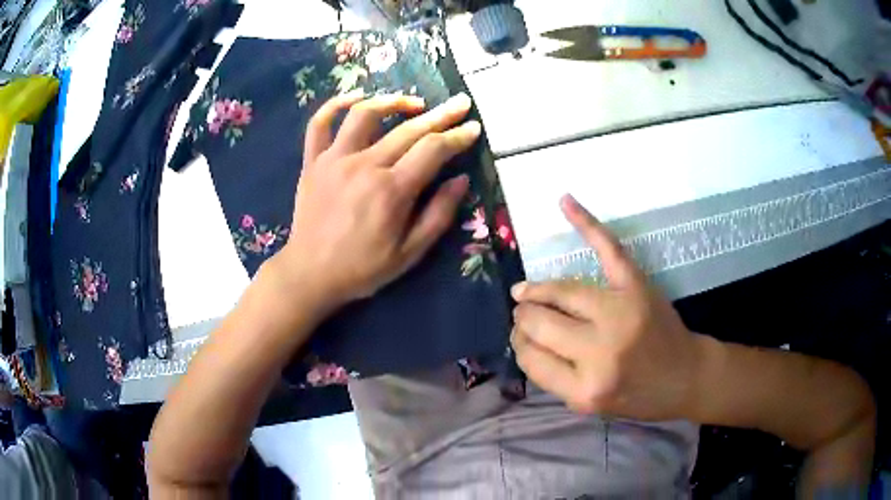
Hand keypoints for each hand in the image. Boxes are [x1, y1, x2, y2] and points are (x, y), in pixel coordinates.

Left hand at [271, 92, 478, 306]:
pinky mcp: (313, 162)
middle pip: (408, 129)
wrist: (310, 274)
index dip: (457, 136)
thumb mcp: (410, 254)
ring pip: (365, 114)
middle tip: (460, 103)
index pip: (433, 150)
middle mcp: (364, 165)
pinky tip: (357, 97)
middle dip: (440, 114)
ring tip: (413, 103)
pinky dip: (336, 104)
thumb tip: (462, 179)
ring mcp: (334, 159)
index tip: (473, 127)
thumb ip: (439, 215)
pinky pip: (320, 123)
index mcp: (391, 190)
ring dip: (393, 102)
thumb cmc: (362, 268)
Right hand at [510, 194, 702, 420]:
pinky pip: (608, 250)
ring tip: (526, 291)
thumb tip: (524, 339)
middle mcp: (599, 352)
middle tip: (523, 314)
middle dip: (524, 317)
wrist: (686, 376)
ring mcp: (620, 313)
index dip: (520, 345)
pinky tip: (565, 202)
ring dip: (537, 290)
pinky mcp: (638, 287)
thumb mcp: (589, 404)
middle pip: (540, 322)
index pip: (531, 358)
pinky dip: (587, 223)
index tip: (522, 339)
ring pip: (562, 291)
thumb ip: (555, 377)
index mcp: (584, 389)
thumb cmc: (637, 396)